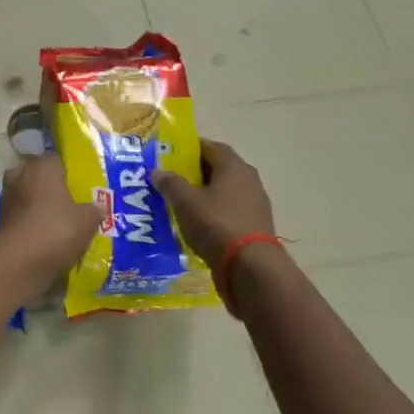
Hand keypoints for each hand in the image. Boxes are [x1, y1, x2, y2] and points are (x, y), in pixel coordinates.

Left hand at [0, 154, 99, 296]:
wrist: (18, 262)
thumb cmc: (56, 230)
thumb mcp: (87, 221)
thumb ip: (93, 210)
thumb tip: (97, 208)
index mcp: (43, 167)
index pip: (55, 158)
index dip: (66, 169)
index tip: (77, 183)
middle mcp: (21, 175)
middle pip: (35, 173)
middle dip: (47, 183)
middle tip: (66, 198)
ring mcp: (7, 197)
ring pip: (25, 193)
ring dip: (36, 202)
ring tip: (56, 217)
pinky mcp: (0, 218)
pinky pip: (19, 213)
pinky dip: (28, 219)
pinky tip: (43, 232)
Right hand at [152, 140, 275, 270]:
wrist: (250, 266)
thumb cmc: (216, 224)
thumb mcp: (185, 202)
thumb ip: (170, 183)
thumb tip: (158, 171)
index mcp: (234, 166)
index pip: (210, 146)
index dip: (189, 148)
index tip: (169, 156)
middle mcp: (248, 179)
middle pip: (218, 168)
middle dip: (194, 172)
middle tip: (171, 181)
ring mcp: (255, 203)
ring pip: (224, 191)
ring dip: (204, 194)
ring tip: (181, 204)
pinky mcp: (255, 224)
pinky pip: (230, 210)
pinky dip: (214, 212)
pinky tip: (198, 224)